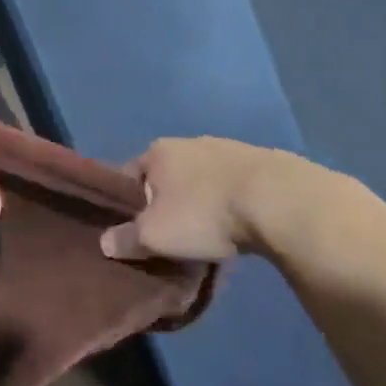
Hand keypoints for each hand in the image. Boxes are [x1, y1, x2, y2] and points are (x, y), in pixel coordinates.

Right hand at [100, 137, 367, 269]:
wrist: (279, 200)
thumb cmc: (204, 213)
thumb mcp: (154, 234)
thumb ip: (126, 238)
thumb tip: (106, 242)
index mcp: (158, 151)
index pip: (129, 175)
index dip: (127, 203)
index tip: (132, 230)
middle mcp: (189, 142)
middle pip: (166, 177)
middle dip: (166, 203)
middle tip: (169, 236)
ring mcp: (227, 148)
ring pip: (201, 181)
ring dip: (200, 203)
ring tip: (206, 236)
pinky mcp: (261, 163)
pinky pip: (232, 187)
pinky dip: (229, 204)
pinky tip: (237, 227)